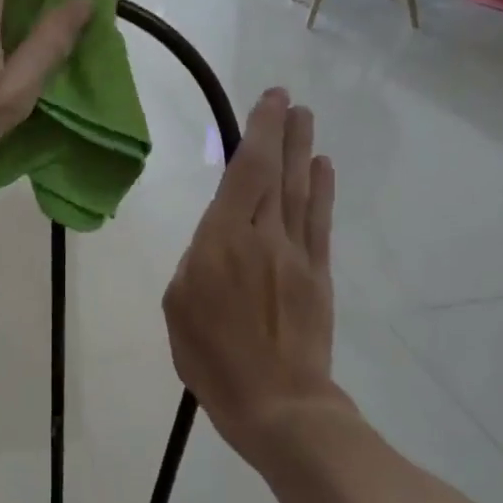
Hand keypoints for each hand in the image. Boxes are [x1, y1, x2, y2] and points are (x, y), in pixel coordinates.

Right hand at [162, 90, 349, 470]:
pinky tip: (323, 169)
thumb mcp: (179, 307)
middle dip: (282, 132)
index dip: (258, 134)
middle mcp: (264, 237)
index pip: (245, 173)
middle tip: (287, 99)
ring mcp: (296, 254)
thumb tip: (216, 242)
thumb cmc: (213, 359)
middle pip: (277, 173)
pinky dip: (323, 191)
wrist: (278, 403)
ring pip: (302, 191)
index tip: (268, 102)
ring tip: (306, 119)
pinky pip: (321, 223)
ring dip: (304, 151)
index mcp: (223, 242)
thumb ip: (196, 263)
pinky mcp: (318, 275)